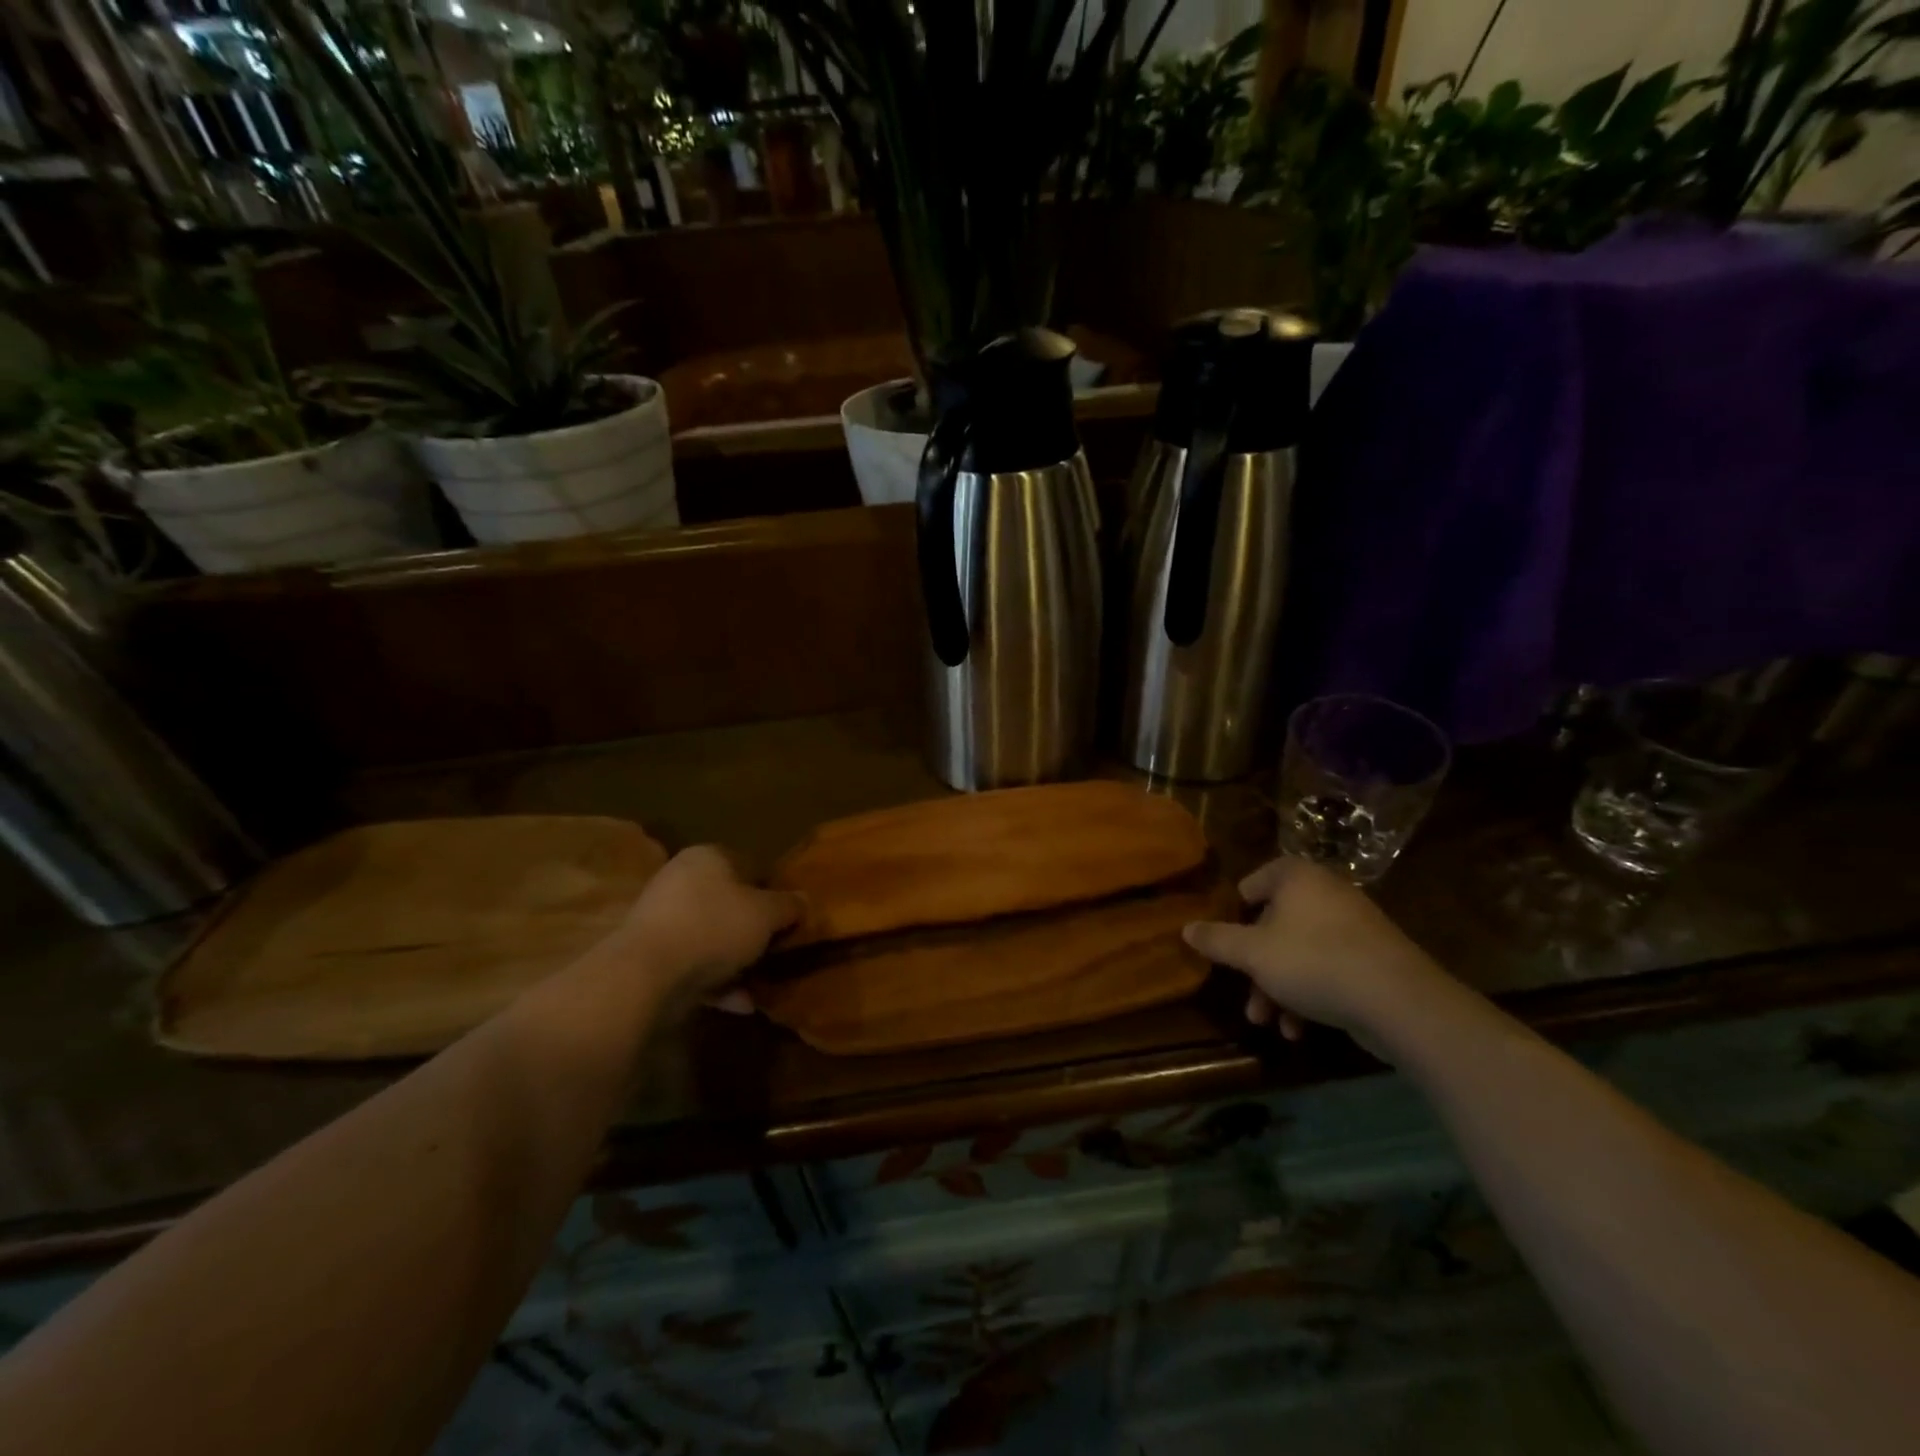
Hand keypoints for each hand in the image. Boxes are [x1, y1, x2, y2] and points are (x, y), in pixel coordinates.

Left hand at [620, 846, 802, 1010]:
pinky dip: (717, 982)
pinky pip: (693, 964)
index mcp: (707, 857)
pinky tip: (742, 1003)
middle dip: (752, 928)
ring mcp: (661, 919)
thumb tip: (804, 900)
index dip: (771, 889)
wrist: (647, 974)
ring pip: (711, 936)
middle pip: (728, 902)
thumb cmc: (714, 927)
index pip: (747, 864)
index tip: (787, 915)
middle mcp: (680, 881)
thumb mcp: (766, 914)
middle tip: (776, 947)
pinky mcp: (650, 956)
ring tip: (762, 981)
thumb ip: (788, 906)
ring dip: (736, 960)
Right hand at [1182, 857, 1444, 1053]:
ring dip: (1278, 988)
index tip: (1225, 936)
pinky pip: (1329, 970)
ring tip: (1267, 1021)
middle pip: (1276, 924)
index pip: (1258, 879)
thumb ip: (1217, 940)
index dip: (1237, 906)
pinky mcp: (1374, 961)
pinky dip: (1309, 995)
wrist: (1398, 1001)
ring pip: (1301, 953)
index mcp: (1297, 879)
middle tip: (1244, 993)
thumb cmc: (1313, 962)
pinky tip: (1298, 1030)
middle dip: (1255, 964)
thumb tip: (1185, 928)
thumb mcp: (1252, 953)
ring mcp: (1354, 928)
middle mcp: (1327, 894)